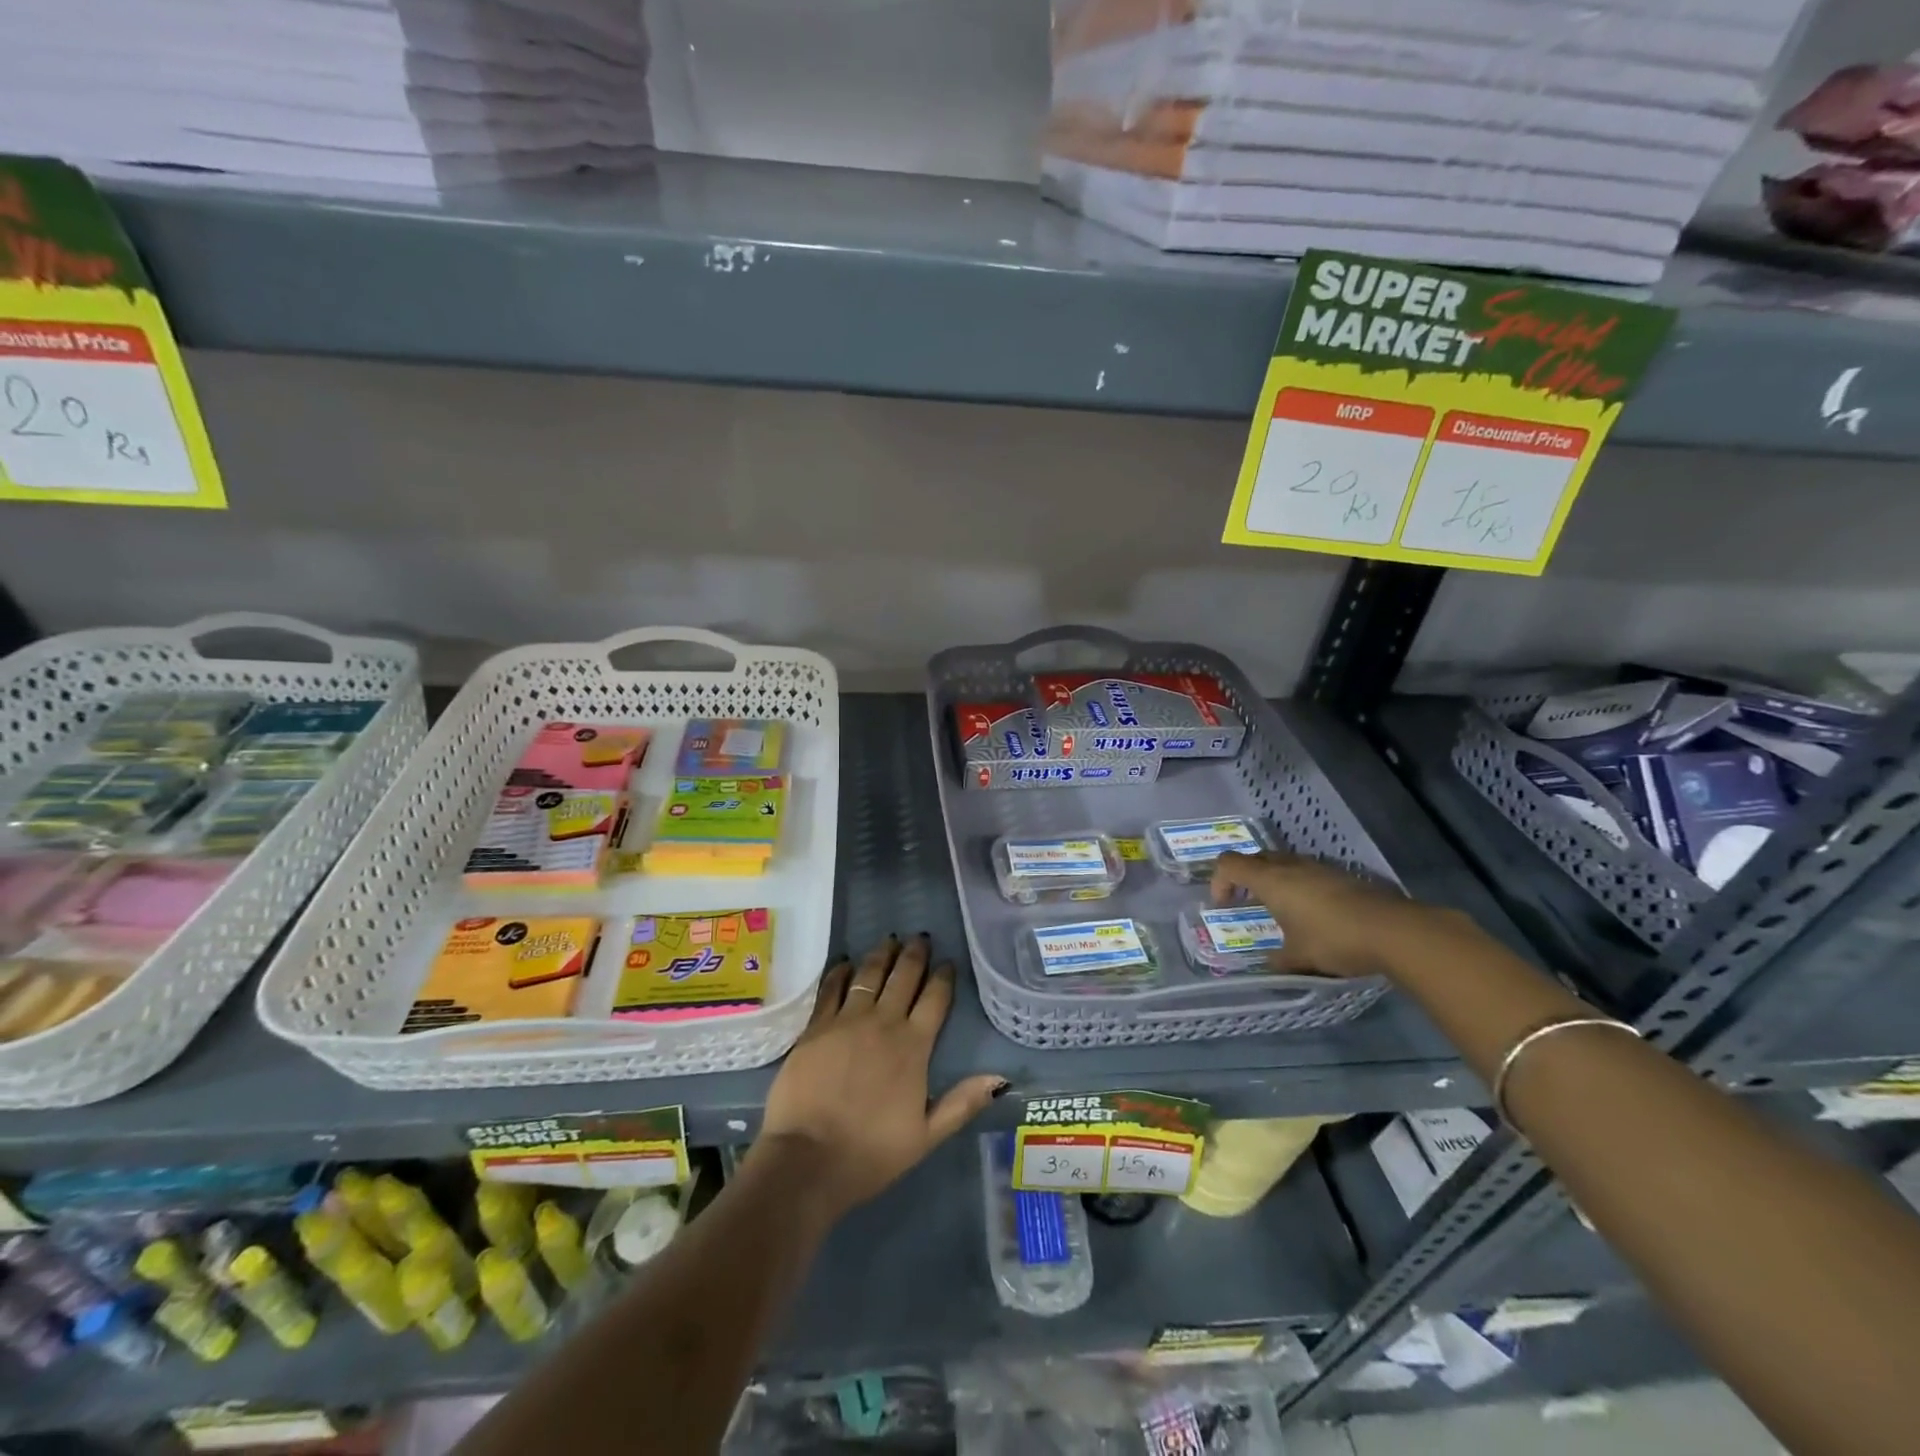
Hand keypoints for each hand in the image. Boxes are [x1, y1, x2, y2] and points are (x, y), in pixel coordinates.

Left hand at [755, 934, 1006, 1223]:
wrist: (807, 1159)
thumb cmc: (870, 1153)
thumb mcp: (926, 1136)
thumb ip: (962, 1103)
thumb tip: (1000, 1078)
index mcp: (913, 1047)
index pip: (935, 1000)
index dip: (943, 977)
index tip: (947, 962)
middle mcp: (883, 1023)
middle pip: (903, 978)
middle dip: (914, 955)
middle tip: (920, 937)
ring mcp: (846, 1021)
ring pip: (869, 975)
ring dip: (882, 955)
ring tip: (890, 940)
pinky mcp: (815, 1026)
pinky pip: (831, 988)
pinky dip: (841, 972)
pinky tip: (846, 962)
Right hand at [1210, 851, 1443, 978]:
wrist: (1393, 931)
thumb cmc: (1333, 940)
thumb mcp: (1299, 957)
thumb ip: (1278, 960)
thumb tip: (1269, 965)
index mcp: (1270, 880)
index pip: (1229, 864)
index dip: (1219, 881)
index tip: (1224, 905)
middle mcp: (1291, 866)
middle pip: (1256, 858)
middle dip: (1245, 877)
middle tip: (1248, 902)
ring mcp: (1319, 867)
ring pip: (1284, 862)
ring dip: (1275, 879)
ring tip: (1282, 908)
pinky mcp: (1342, 875)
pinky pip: (1309, 872)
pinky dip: (1300, 885)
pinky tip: (1314, 912)